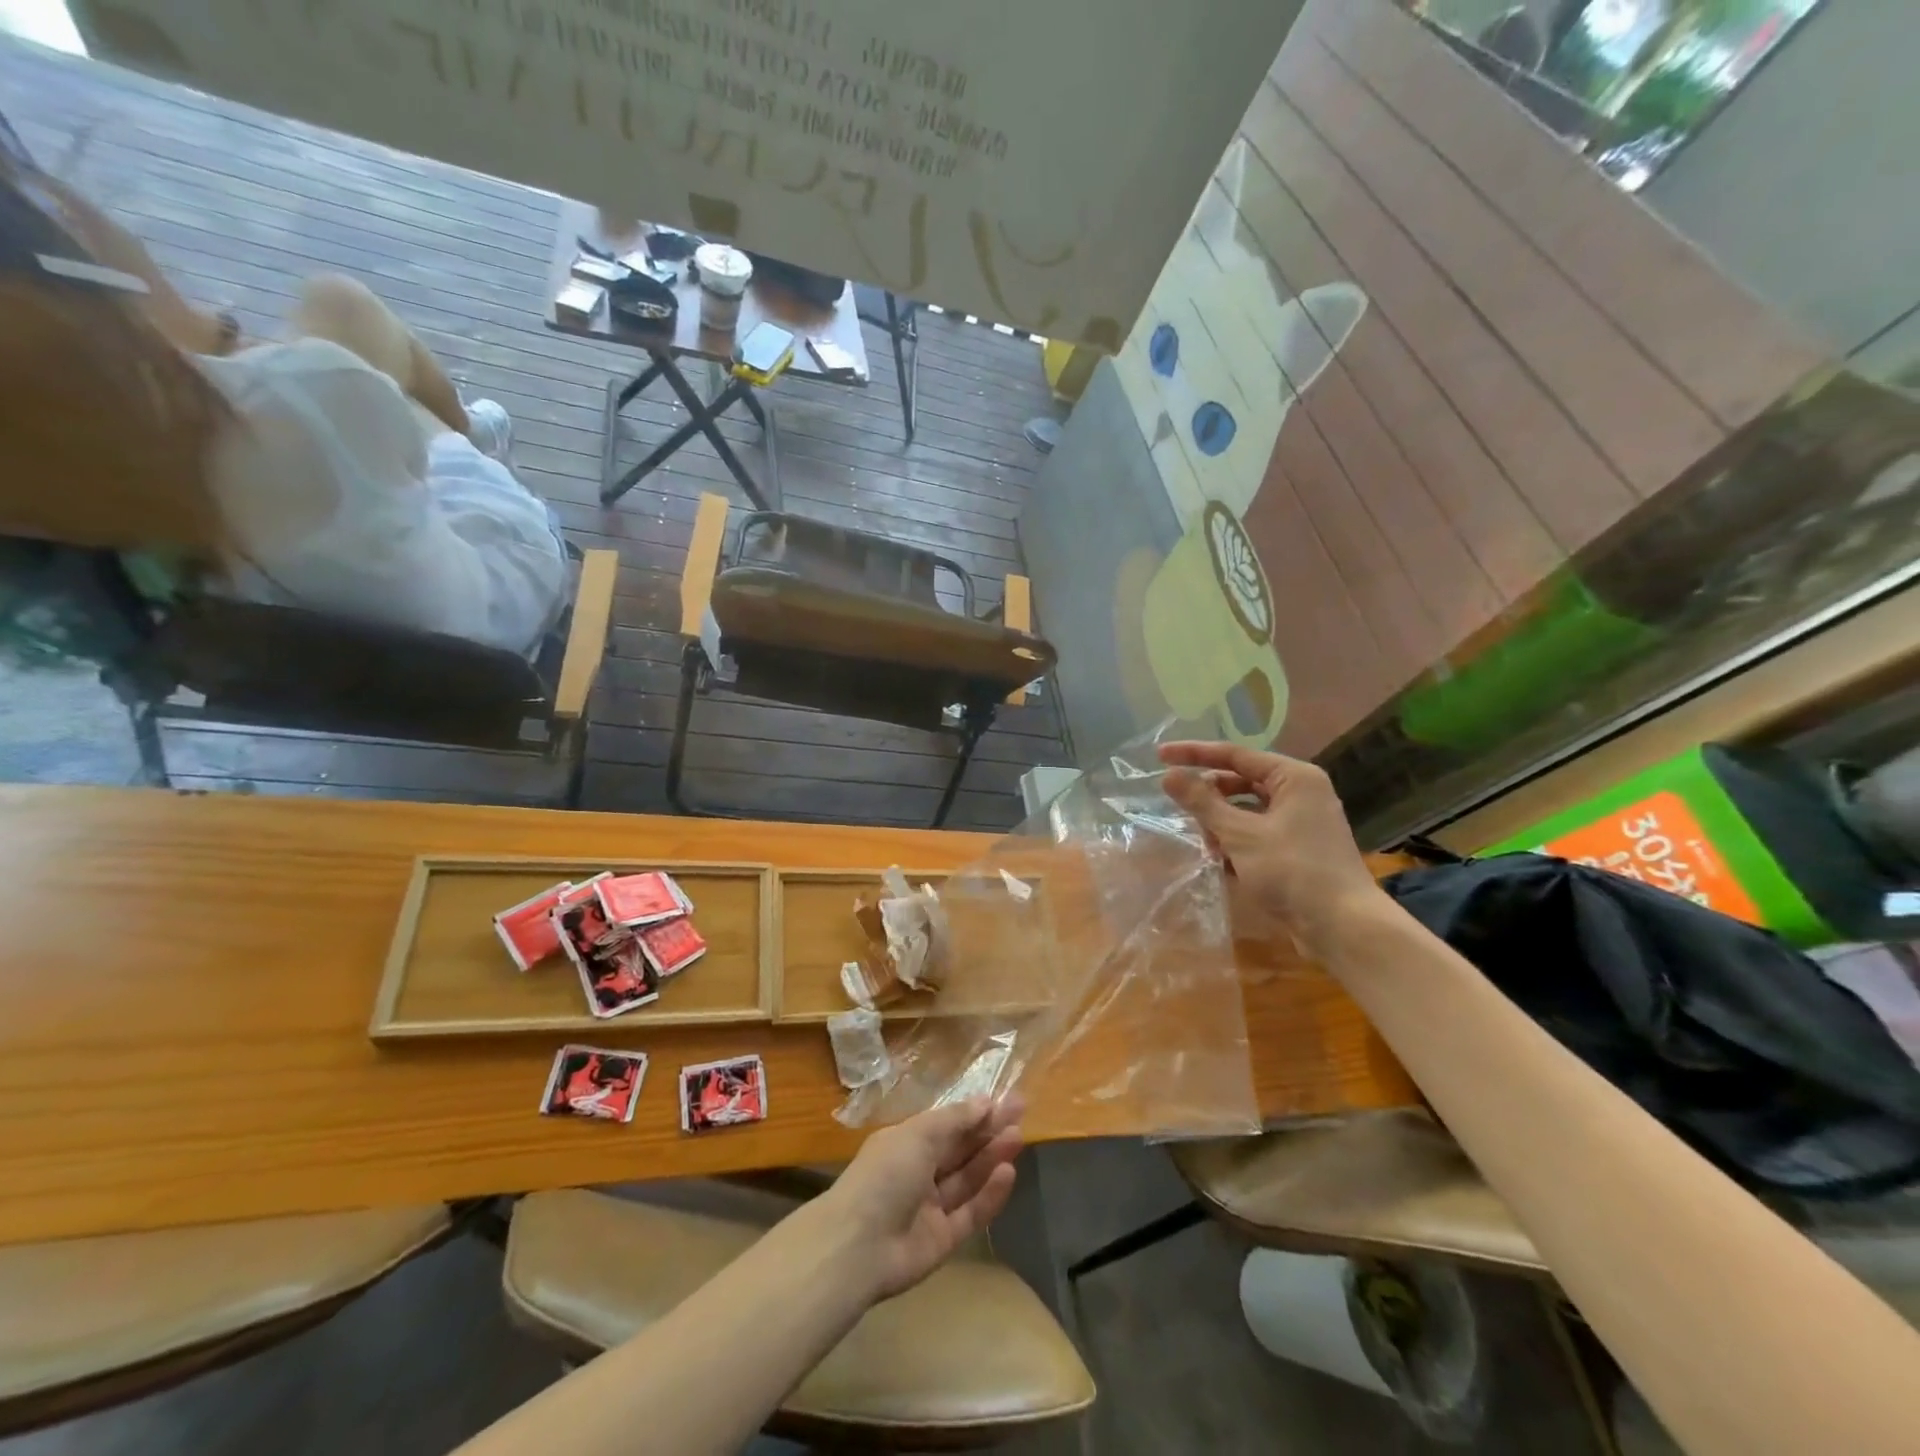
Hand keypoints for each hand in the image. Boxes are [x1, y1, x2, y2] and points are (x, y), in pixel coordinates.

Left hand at [823, 1096, 1023, 1301]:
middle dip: (989, 1130)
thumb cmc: (885, 1174)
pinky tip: (1008, 1173)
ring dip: (992, 1157)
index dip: (975, 1112)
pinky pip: (970, 1213)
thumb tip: (984, 1101)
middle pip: (960, 1149)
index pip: (947, 1125)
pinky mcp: (943, 1240)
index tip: (1005, 1099)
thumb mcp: (919, 1135)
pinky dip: (989, 1195)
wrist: (858, 1246)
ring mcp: (930, 1208)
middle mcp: (918, 1173)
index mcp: (906, 1144)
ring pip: (967, 1179)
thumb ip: (955, 1120)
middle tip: (1021, 1112)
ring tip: (1018, 1136)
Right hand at [1159, 740, 1383, 954]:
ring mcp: (1301, 823)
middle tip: (1182, 812)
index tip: (1160, 756)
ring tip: (1207, 847)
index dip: (1194, 754)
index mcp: (1294, 778)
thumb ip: (1202, 802)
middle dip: (1210, 799)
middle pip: (1241, 782)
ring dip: (1221, 825)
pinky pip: (1257, 834)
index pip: (1234, 755)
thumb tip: (1169, 775)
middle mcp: (1300, 793)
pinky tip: (1222, 863)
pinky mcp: (1298, 850)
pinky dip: (1237, 843)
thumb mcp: (1240, 834)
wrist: (1344, 928)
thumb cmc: (1293, 871)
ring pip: (1247, 811)